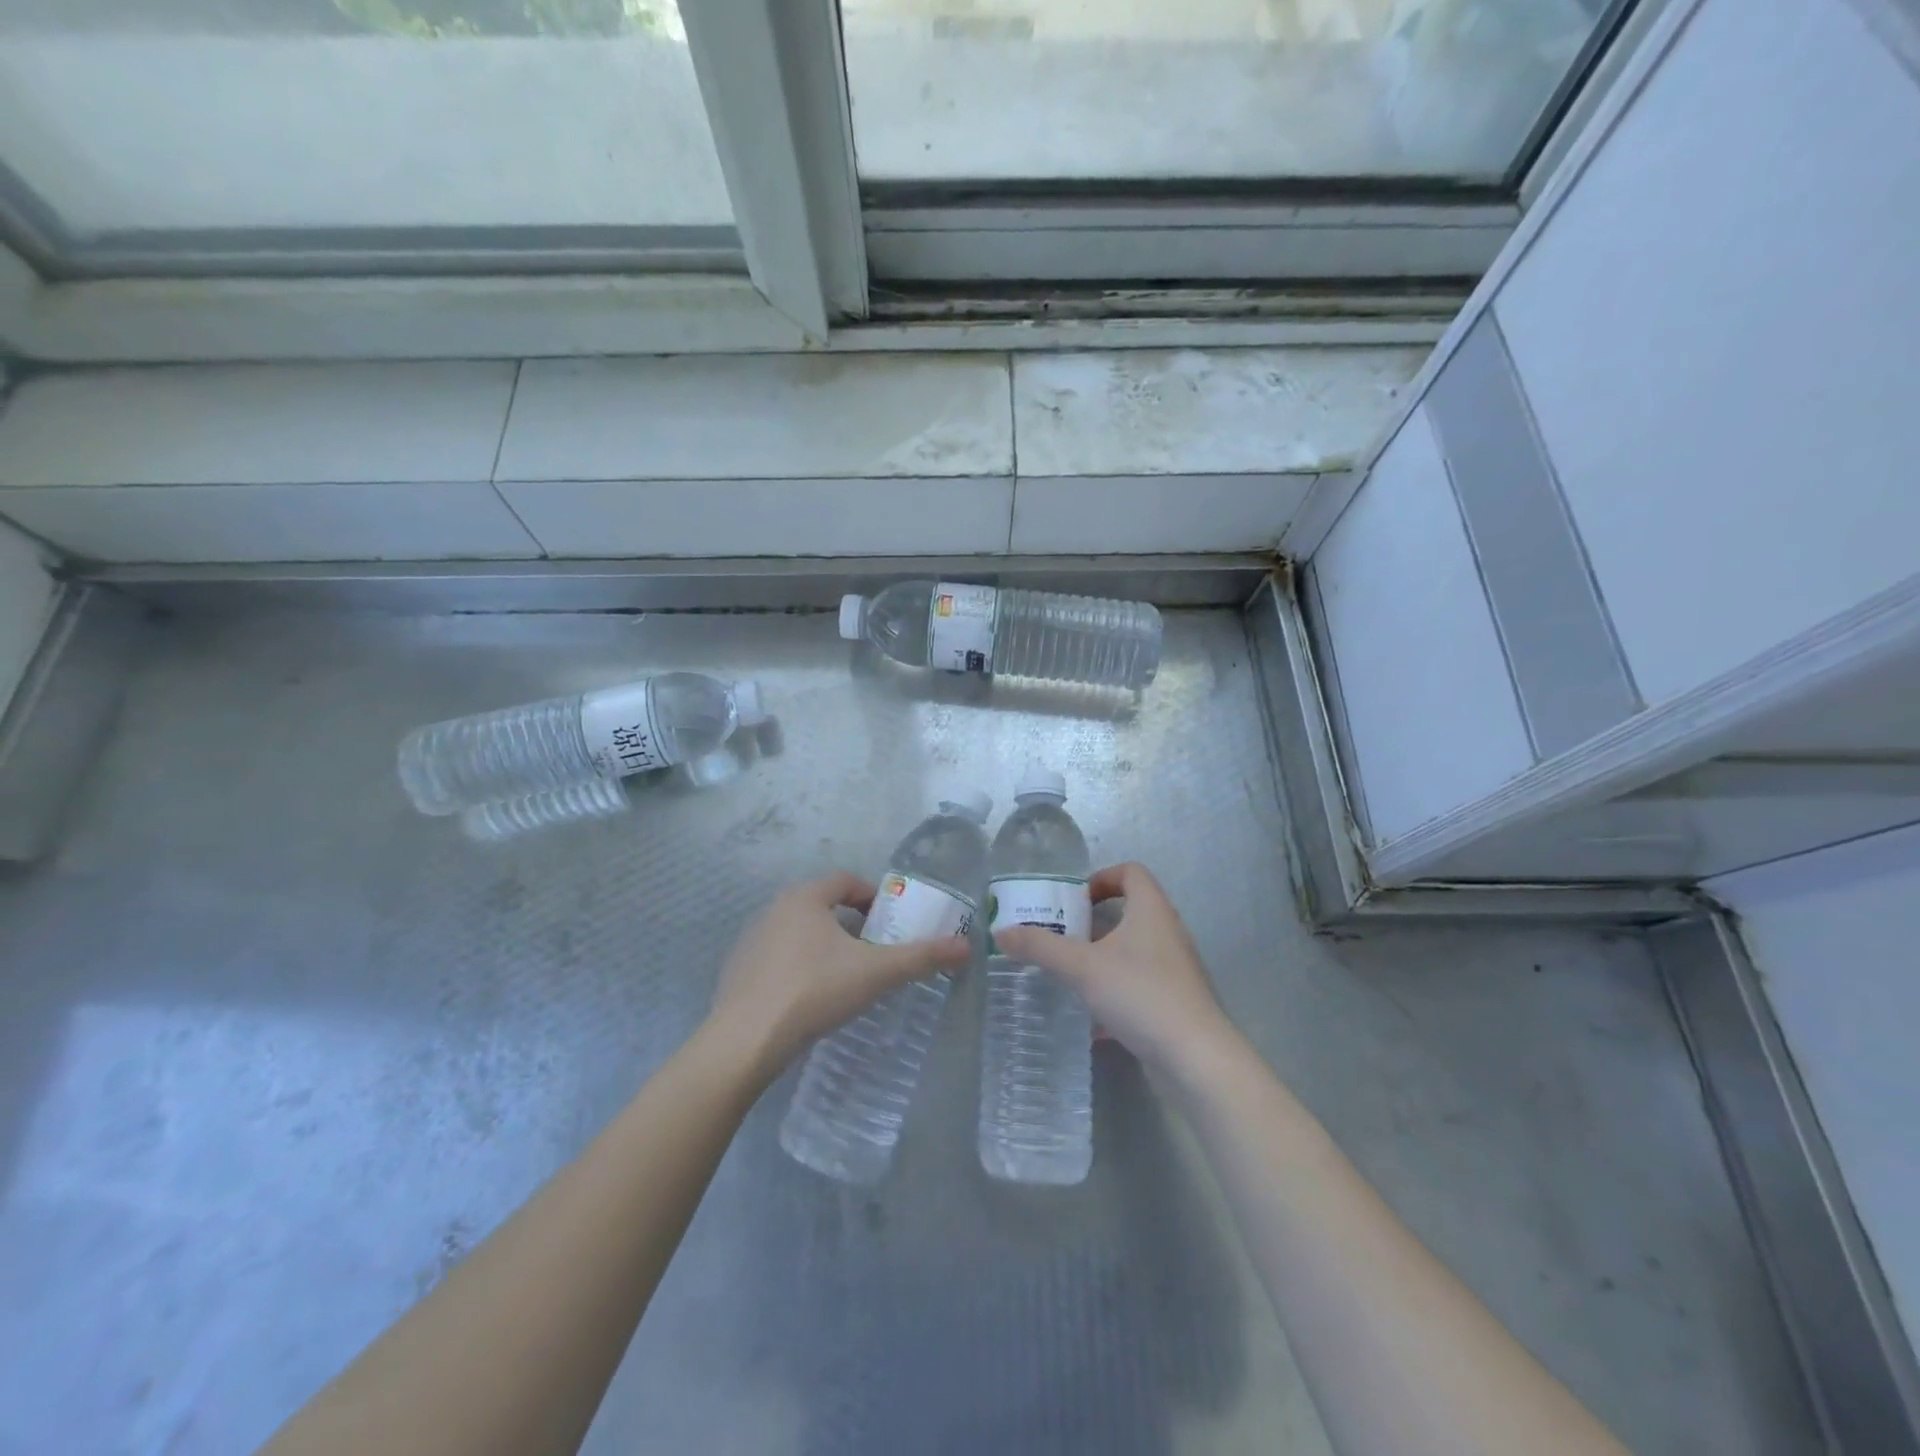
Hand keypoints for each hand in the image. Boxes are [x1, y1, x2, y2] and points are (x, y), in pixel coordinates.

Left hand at [707, 872, 970, 1081]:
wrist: (745, 1041)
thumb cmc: (815, 991)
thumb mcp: (876, 973)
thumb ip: (921, 957)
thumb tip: (967, 947)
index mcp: (804, 898)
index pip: (845, 880)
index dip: (872, 896)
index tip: (889, 922)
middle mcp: (773, 909)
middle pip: (822, 905)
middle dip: (850, 924)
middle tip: (873, 952)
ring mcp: (750, 941)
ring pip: (798, 932)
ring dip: (824, 946)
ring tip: (845, 977)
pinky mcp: (737, 972)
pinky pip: (777, 958)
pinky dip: (798, 968)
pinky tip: (809, 999)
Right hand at [995, 861, 1236, 1074]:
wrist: (1196, 1058)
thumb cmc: (1140, 994)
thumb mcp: (1082, 967)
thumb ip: (1040, 947)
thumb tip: (1000, 932)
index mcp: (1151, 910)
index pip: (1131, 872)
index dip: (1101, 877)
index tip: (1073, 901)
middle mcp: (1168, 933)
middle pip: (1130, 911)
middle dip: (1092, 923)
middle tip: (1060, 936)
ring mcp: (1175, 970)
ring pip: (1133, 952)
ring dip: (1102, 958)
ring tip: (1070, 975)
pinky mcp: (1175, 1002)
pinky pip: (1139, 985)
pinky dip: (1114, 993)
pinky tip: (1091, 1022)